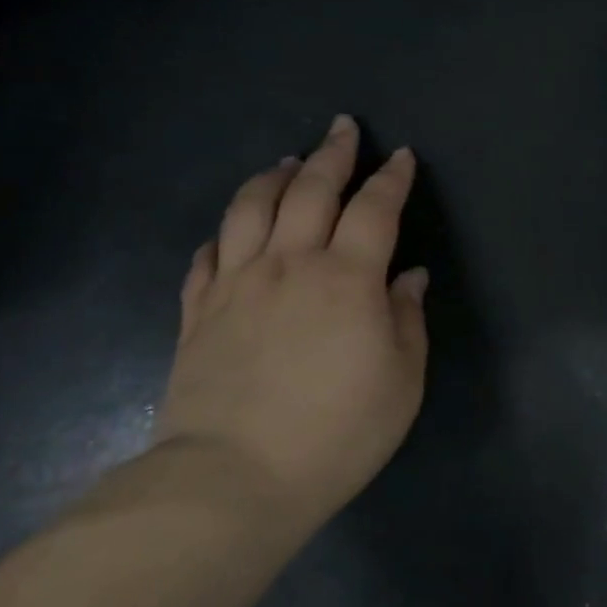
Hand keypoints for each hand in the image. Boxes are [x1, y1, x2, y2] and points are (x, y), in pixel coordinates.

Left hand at [154, 115, 429, 533]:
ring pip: (251, 208)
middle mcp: (289, 265)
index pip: (374, 210)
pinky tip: (231, 230)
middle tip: (342, 128)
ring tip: (287, 161)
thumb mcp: (401, 382)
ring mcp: (237, 284)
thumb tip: (408, 278)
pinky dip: (224, 232)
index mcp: (346, 279)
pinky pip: (208, 255)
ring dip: (274, 177)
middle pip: (310, 191)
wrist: (235, 479)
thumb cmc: (337, 433)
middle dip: (331, 154)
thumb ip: (407, 320)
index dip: (390, 179)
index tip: (401, 157)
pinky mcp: (199, 311)